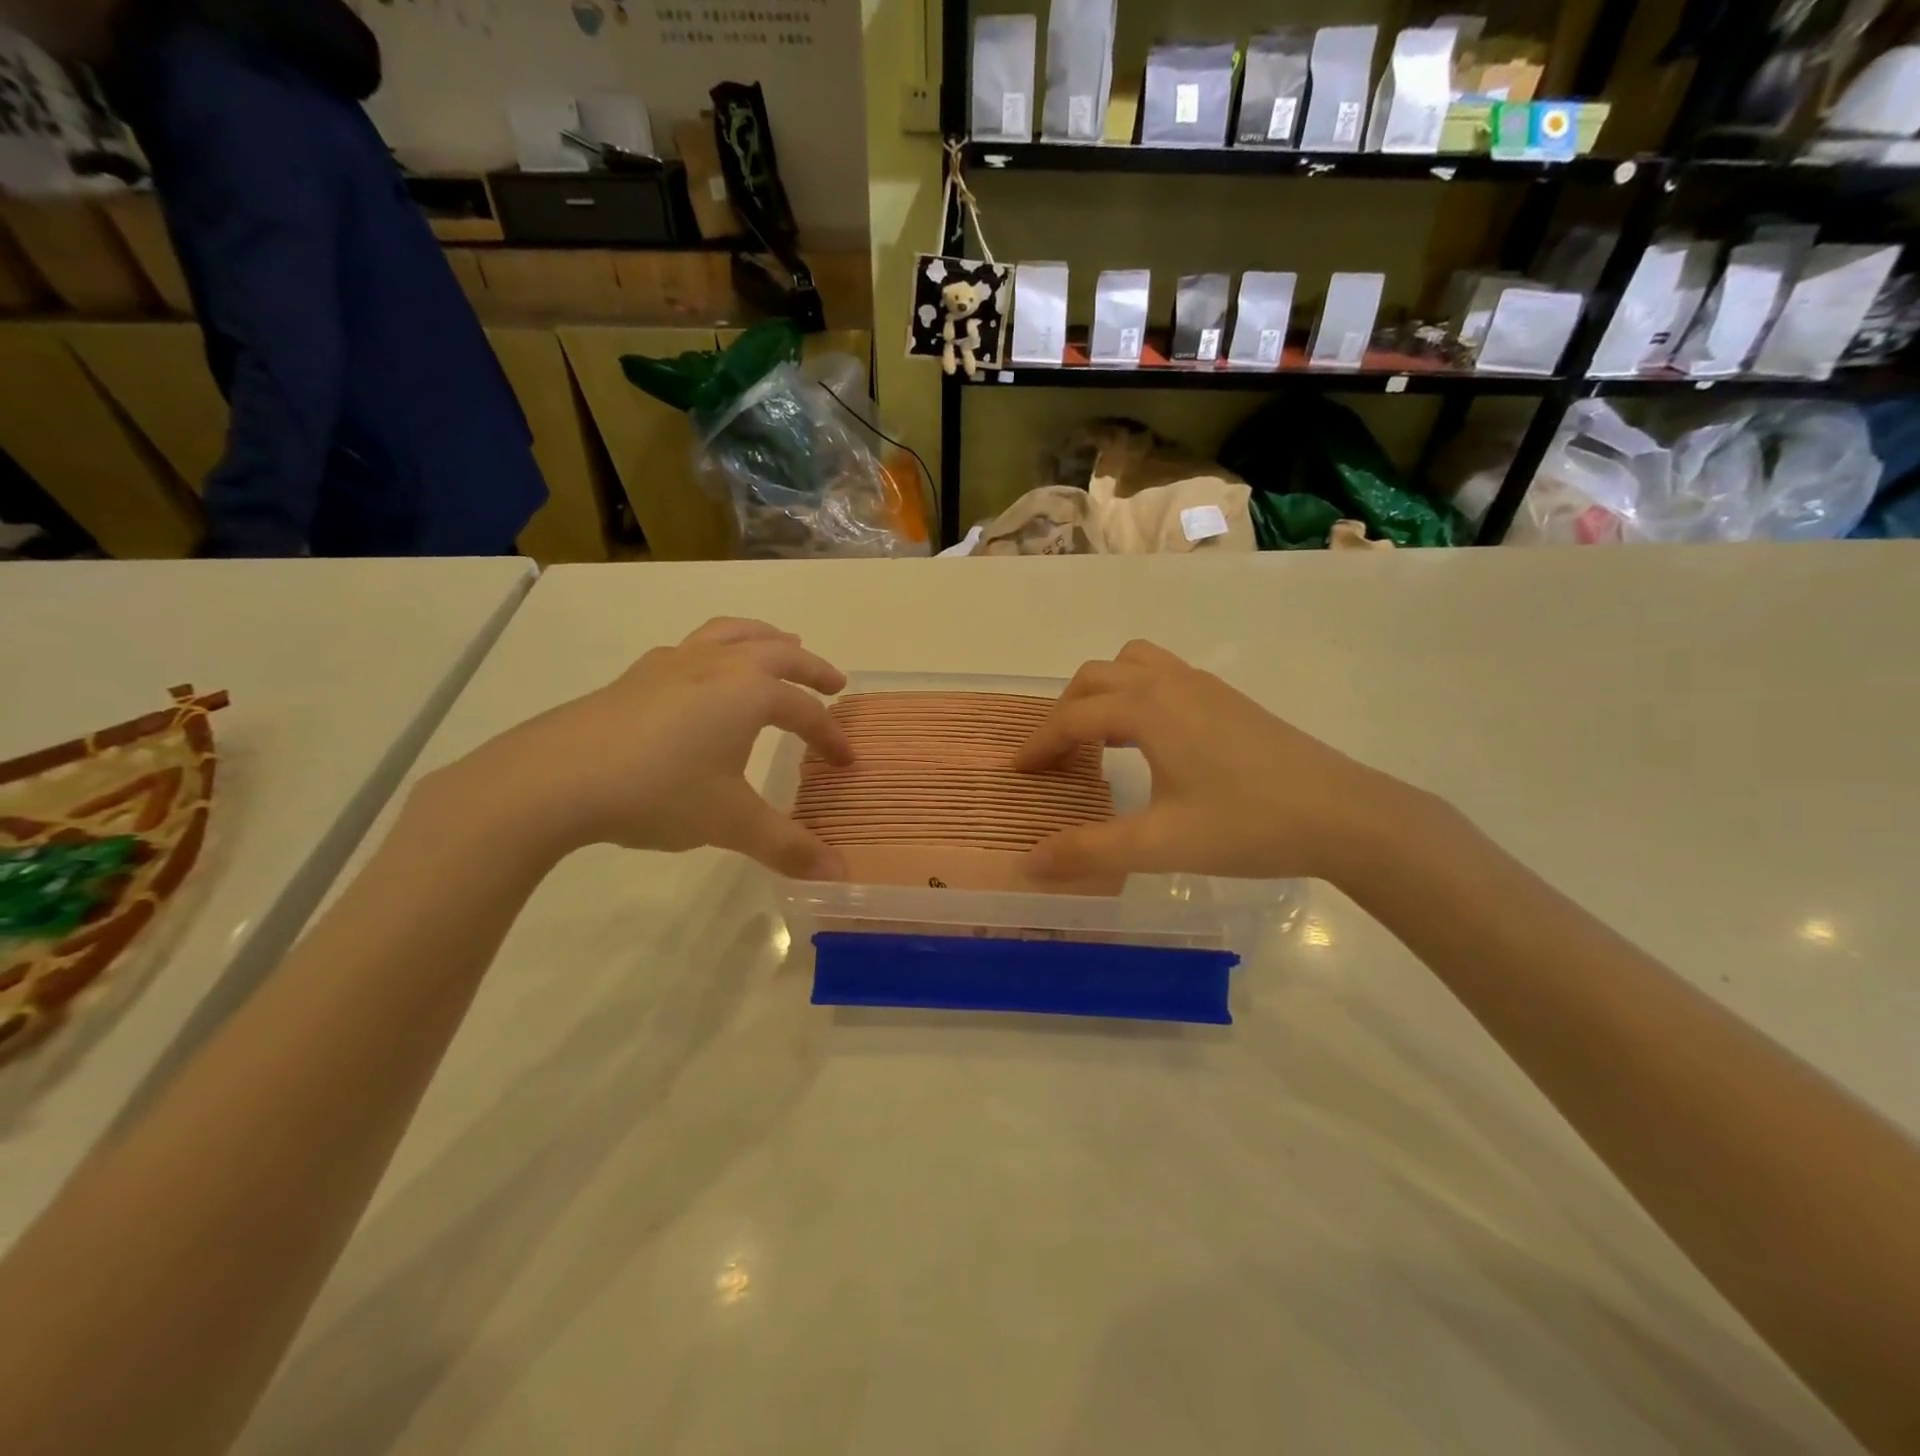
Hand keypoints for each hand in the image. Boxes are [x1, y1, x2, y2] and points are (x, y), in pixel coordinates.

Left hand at [428, 618, 852, 875]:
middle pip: (779, 652)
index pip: (806, 712)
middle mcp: (719, 665)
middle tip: (834, 683)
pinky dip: (717, 649)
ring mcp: (675, 663)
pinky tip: (706, 673)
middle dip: (812, 668)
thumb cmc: (659, 792)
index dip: (830, 737)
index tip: (846, 761)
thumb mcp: (731, 823)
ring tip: (781, 645)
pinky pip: (693, 646)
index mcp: (750, 693)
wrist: (556, 778)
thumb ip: (788, 846)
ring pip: (732, 633)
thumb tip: (839, 876)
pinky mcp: (639, 674)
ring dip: (765, 637)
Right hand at [1015, 640, 1415, 884]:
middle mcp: (1171, 683)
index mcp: (1148, 709)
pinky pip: (1163, 676)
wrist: (1346, 816)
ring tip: (1098, 740)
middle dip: (1064, 712)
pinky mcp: (1228, 699)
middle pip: (1096, 677)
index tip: (1017, 771)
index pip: (1073, 717)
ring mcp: (1204, 686)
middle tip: (1054, 759)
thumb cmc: (1247, 825)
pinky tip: (1150, 741)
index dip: (1039, 744)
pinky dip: (1136, 695)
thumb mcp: (1160, 845)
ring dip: (1103, 693)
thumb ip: (1089, 852)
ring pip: (1133, 665)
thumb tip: (1028, 863)